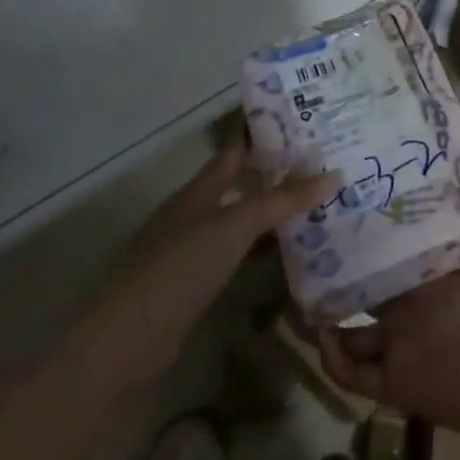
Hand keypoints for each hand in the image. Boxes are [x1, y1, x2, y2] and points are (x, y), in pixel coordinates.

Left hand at [75, 139, 340, 390]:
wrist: (125, 343)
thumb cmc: (179, 268)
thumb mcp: (235, 227)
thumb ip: (282, 201)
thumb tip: (335, 175)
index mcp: (199, 190)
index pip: (235, 149)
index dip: (263, 131)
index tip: (301, 117)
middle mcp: (194, 213)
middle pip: (241, 184)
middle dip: (277, 172)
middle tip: (324, 162)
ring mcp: (192, 250)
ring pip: (241, 220)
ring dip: (273, 212)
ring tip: (317, 203)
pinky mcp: (194, 285)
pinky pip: (237, 254)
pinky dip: (262, 248)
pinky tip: (288, 252)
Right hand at [316, 225, 459, 442]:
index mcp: (430, 277)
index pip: (394, 251)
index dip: (374, 233)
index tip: (350, 209)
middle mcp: (408, 306)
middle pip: (364, 287)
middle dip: (339, 272)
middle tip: (312, 249)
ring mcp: (398, 344)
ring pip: (349, 332)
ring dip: (325, 319)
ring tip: (301, 299)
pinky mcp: (393, 381)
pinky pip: (353, 376)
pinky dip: (333, 362)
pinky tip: (323, 339)